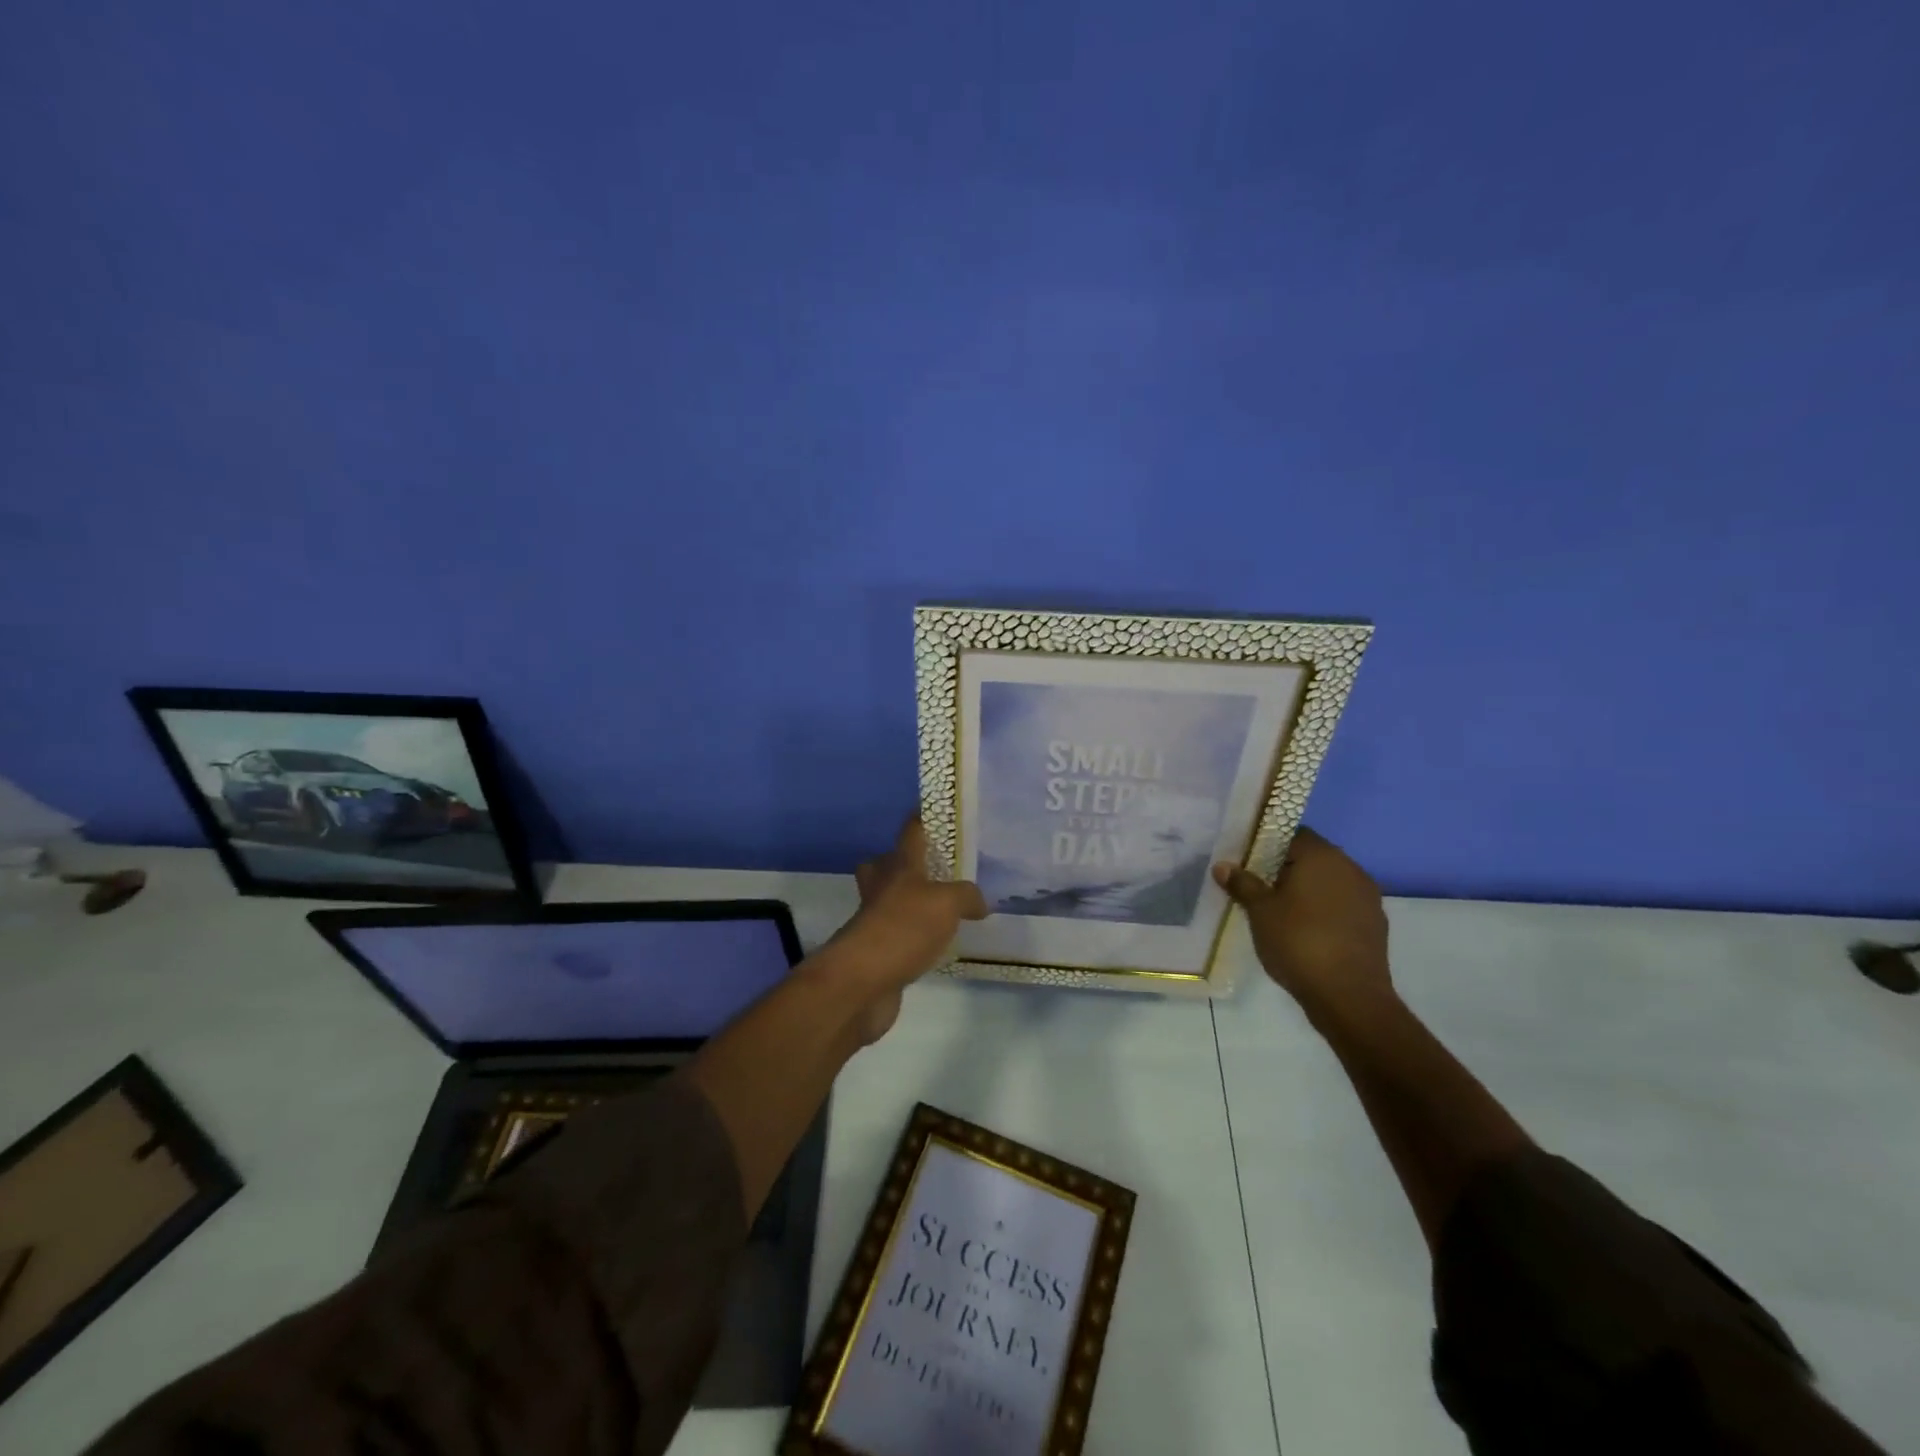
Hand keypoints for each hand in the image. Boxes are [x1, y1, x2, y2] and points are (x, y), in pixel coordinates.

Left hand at [820, 816, 987, 1043]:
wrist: (862, 982)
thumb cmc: (903, 928)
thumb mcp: (946, 903)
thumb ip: (966, 897)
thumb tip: (979, 903)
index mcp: (899, 868)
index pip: (910, 832)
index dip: (922, 818)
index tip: (936, 810)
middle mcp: (883, 889)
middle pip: (886, 866)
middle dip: (902, 863)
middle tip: (932, 868)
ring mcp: (875, 922)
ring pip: (890, 901)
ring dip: (910, 902)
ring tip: (945, 909)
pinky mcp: (877, 954)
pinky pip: (898, 936)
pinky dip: (914, 937)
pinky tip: (937, 944)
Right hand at [1213, 826, 1392, 1024]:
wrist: (1350, 997)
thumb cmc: (1298, 942)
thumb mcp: (1260, 912)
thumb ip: (1243, 884)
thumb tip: (1223, 866)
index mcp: (1322, 856)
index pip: (1291, 833)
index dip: (1266, 842)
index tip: (1247, 861)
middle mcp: (1350, 868)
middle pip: (1311, 856)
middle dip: (1284, 867)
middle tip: (1256, 886)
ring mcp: (1367, 897)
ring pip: (1328, 882)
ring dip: (1305, 890)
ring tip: (1278, 910)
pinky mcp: (1374, 924)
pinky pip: (1342, 905)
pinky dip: (1323, 910)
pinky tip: (1304, 931)